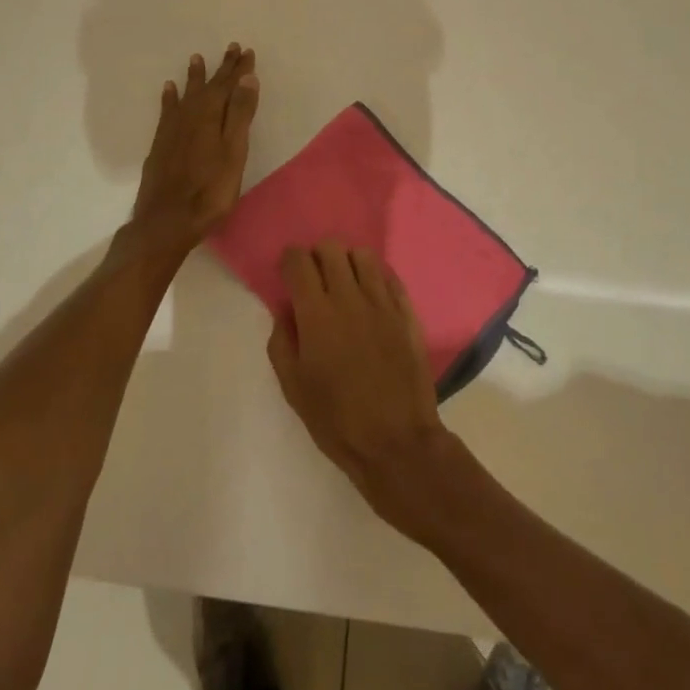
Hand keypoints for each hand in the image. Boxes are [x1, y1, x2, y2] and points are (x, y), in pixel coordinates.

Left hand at [131, 44, 259, 251]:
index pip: (228, 85)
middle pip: (208, 87)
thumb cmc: (209, 191)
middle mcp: (189, 116)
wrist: (166, 221)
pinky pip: (167, 110)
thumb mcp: (234, 153)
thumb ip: (240, 115)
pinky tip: (169, 90)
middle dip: (221, 68)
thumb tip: (247, 78)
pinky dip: (170, 97)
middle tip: (230, 48)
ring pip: (186, 95)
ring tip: (196, 59)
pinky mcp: (160, 143)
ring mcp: (172, 130)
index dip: (238, 69)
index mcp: (211, 116)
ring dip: (194, 77)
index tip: (246, 51)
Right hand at [267, 242, 454, 533]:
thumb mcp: (293, 387)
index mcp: (316, 314)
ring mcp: (382, 302)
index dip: (289, 260)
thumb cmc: (337, 420)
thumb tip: (285, 311)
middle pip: (331, 248)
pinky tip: (371, 297)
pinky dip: (376, 278)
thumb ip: (282, 341)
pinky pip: (389, 276)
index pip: (299, 261)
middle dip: (317, 257)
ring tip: (345, 285)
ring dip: (348, 263)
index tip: (288, 273)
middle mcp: (350, 297)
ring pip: (363, 255)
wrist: (396, 442)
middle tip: (315, 280)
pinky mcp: (407, 312)